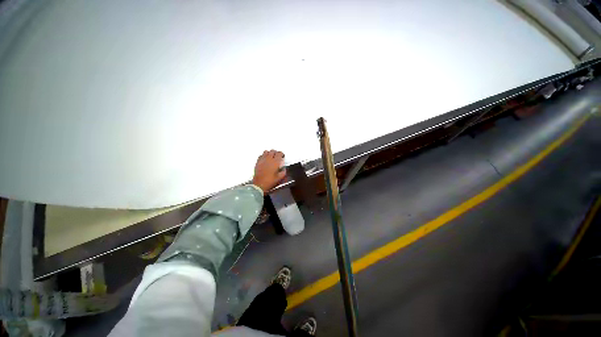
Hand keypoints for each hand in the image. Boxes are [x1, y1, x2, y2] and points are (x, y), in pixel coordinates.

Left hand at [252, 150, 285, 193]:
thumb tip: (284, 169)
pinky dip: (263, 156)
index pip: (279, 153)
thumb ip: (283, 172)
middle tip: (277, 157)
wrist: (259, 184)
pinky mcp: (258, 162)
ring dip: (269, 153)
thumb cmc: (270, 181)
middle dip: (276, 153)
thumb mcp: (279, 178)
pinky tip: (265, 160)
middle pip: (272, 151)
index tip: (282, 157)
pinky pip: (261, 155)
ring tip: (271, 157)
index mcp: (275, 162)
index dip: (281, 154)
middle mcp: (269, 159)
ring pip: (266, 152)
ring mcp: (262, 160)